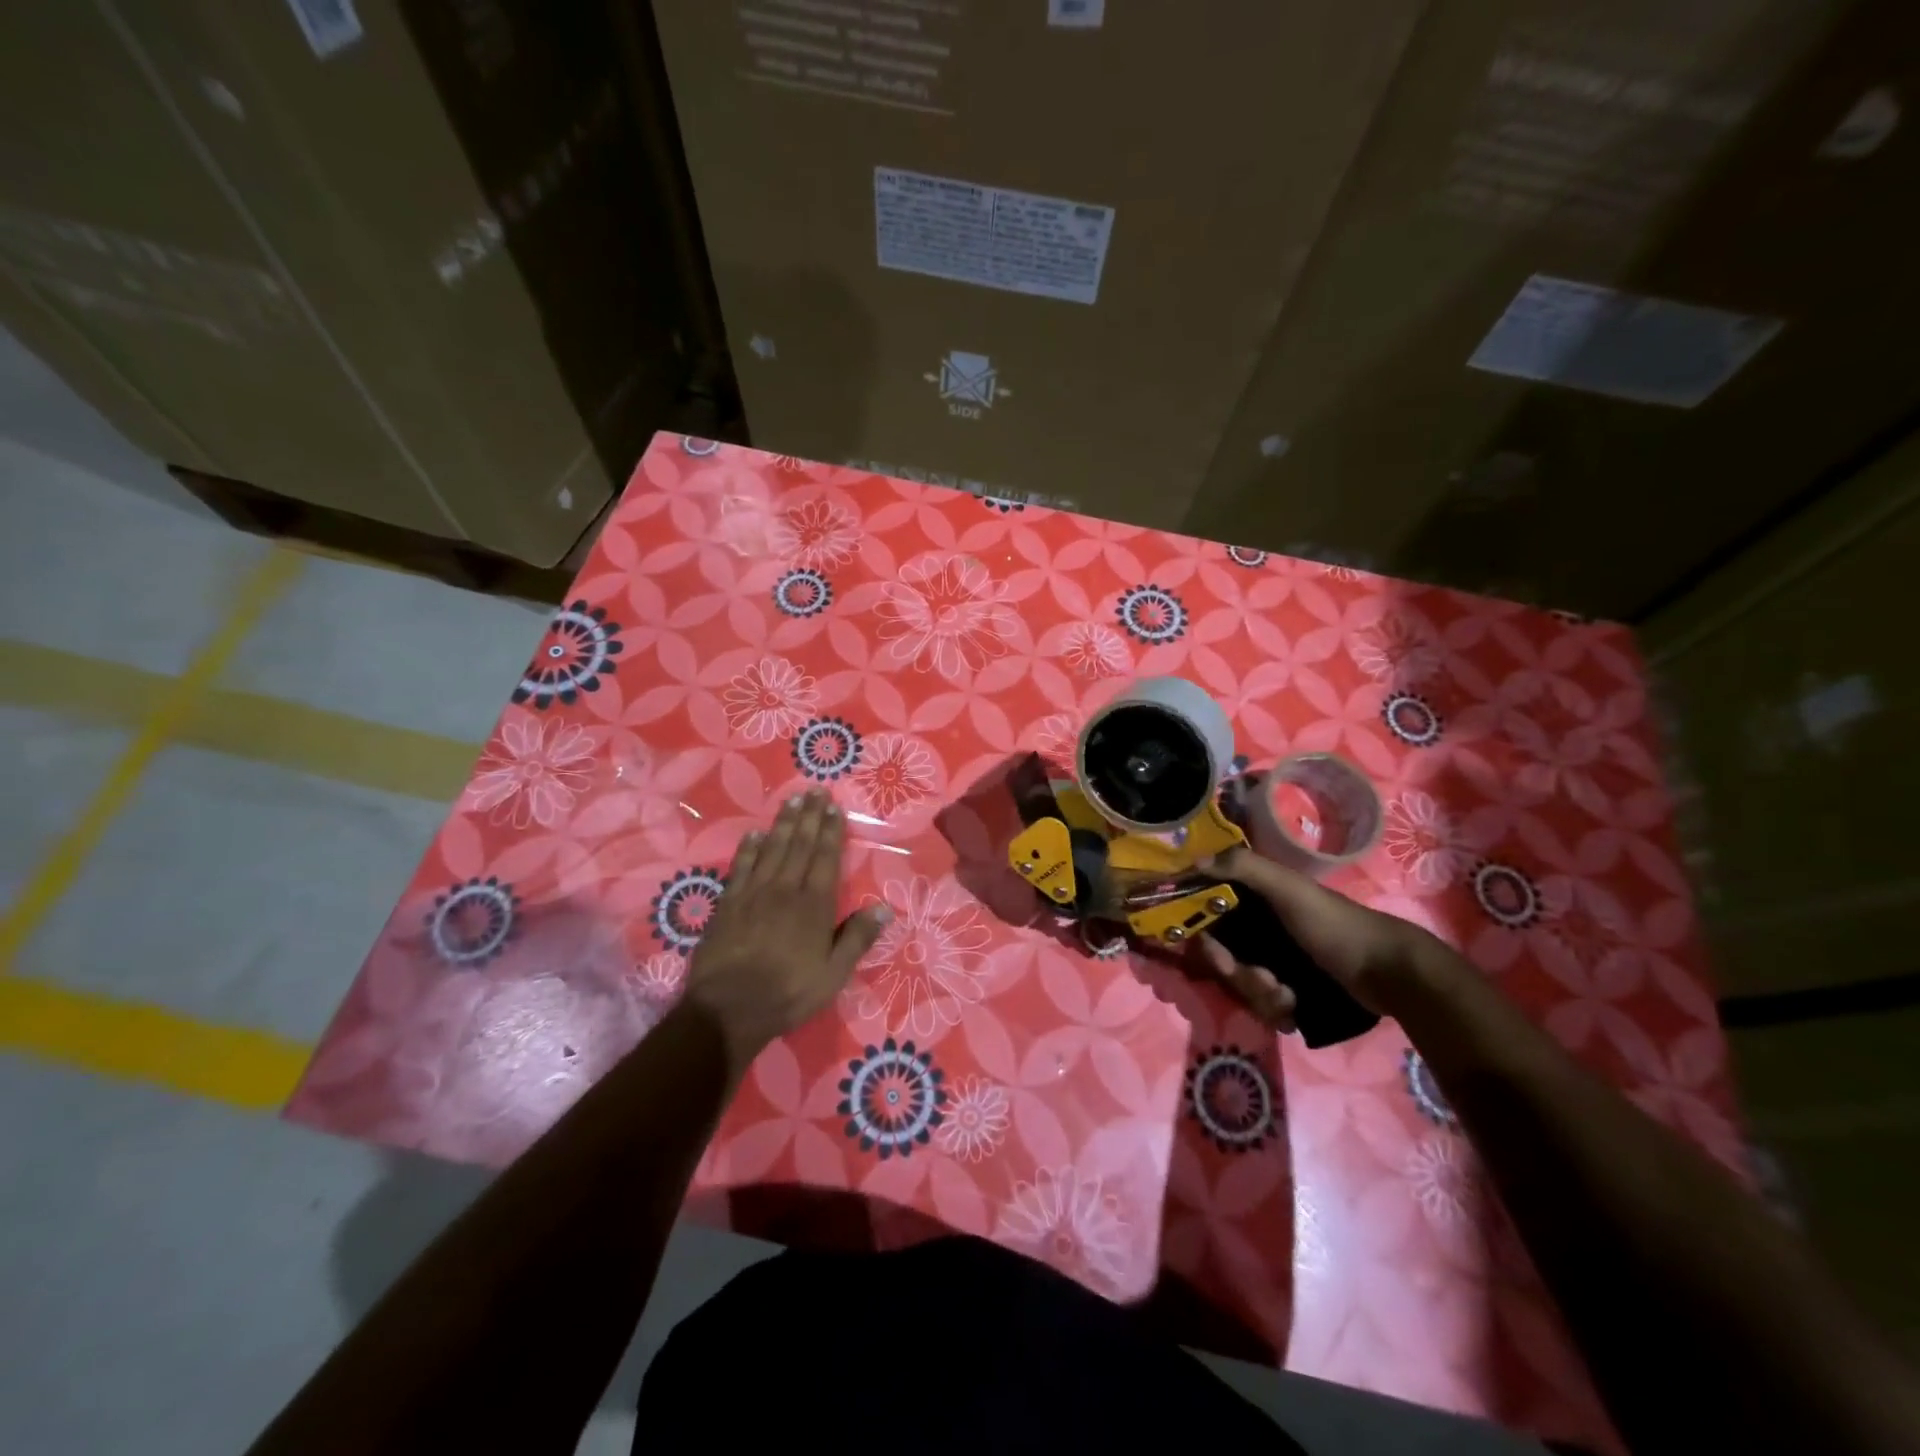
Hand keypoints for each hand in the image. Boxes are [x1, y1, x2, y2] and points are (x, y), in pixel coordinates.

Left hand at [684, 789, 890, 1074]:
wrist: (728, 1009)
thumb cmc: (788, 993)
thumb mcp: (833, 975)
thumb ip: (857, 938)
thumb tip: (884, 907)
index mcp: (814, 905)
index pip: (825, 858)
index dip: (830, 831)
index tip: (833, 806)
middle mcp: (785, 890)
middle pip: (799, 845)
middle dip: (809, 817)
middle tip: (814, 790)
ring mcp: (754, 894)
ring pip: (772, 849)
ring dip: (783, 823)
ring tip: (792, 800)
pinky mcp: (728, 904)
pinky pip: (741, 867)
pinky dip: (749, 848)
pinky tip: (754, 834)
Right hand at [1198, 846, 1437, 1024]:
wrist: (1389, 973)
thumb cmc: (1334, 925)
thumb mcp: (1289, 889)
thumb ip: (1244, 867)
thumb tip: (1194, 858)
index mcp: (1254, 899)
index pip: (1209, 915)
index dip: (1204, 936)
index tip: (1215, 954)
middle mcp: (1259, 928)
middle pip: (1224, 956)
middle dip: (1239, 974)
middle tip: (1266, 980)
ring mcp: (1276, 961)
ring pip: (1243, 984)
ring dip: (1261, 995)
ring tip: (1288, 996)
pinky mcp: (1291, 990)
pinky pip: (1264, 1005)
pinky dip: (1277, 1009)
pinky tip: (1295, 1009)